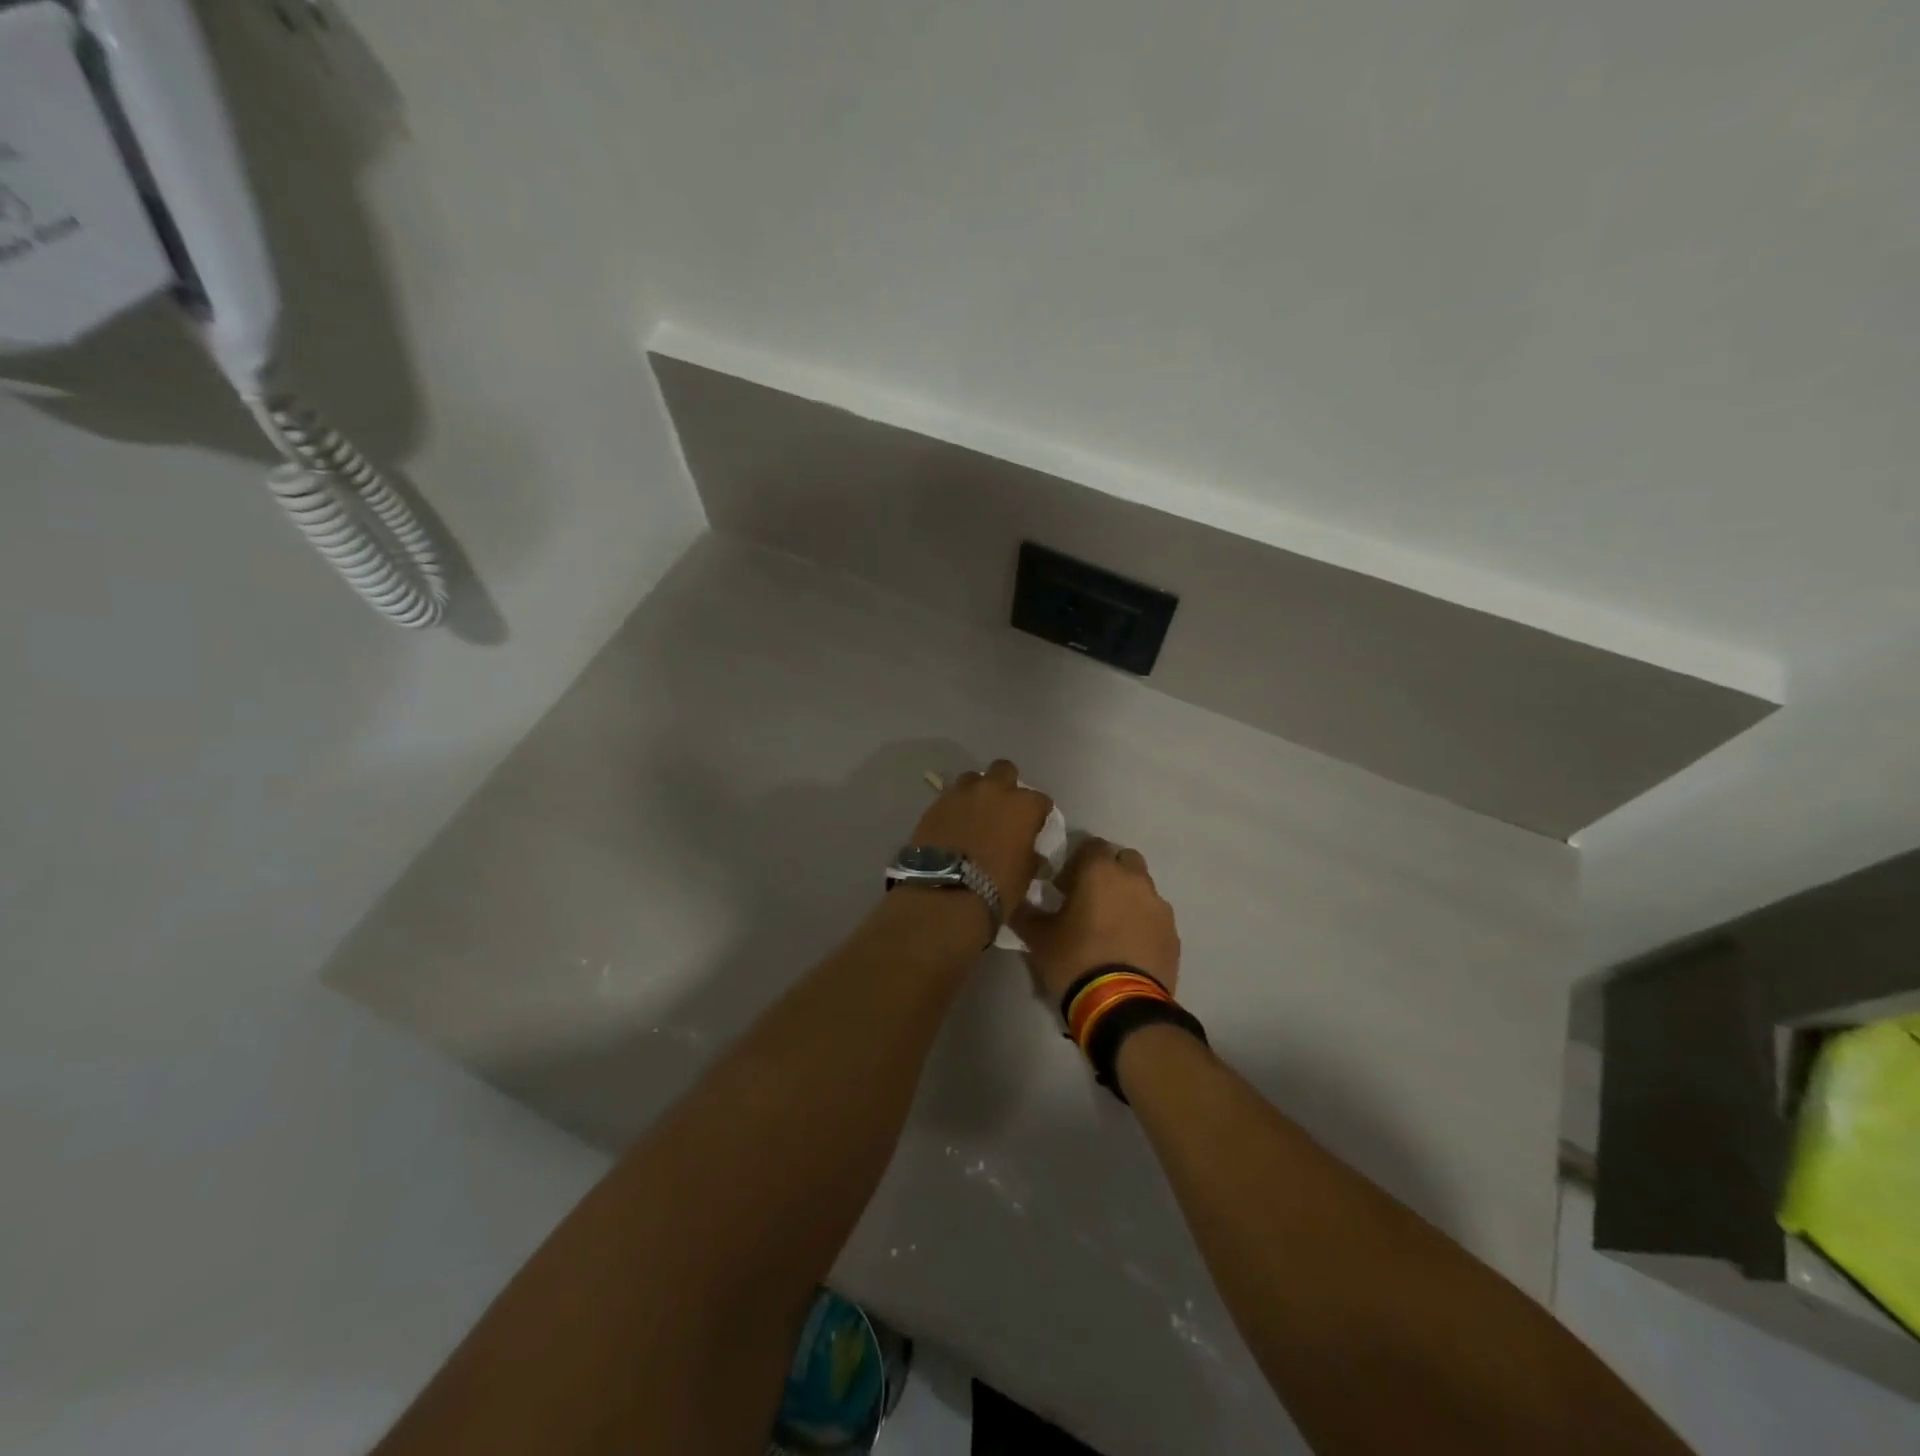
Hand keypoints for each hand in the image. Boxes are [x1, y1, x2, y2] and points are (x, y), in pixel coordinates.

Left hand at [909, 759, 1053, 912]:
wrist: (945, 892)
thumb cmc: (996, 886)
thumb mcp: (1025, 873)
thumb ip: (1029, 853)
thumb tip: (1028, 850)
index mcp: (1023, 806)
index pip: (1040, 799)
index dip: (1037, 812)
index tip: (1034, 825)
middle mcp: (994, 790)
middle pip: (1004, 770)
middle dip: (1006, 785)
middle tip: (1002, 807)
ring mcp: (962, 793)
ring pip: (973, 778)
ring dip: (977, 791)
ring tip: (974, 813)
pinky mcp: (936, 803)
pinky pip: (950, 796)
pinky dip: (955, 806)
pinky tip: (953, 823)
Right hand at [1012, 837, 1180, 1002]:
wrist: (1122, 1006)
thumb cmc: (1075, 961)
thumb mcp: (1038, 938)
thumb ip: (1026, 912)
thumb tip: (1017, 899)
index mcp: (1100, 871)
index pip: (1090, 845)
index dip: (1075, 862)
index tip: (1063, 886)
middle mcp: (1134, 880)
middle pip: (1123, 860)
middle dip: (1108, 873)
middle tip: (1088, 899)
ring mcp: (1159, 906)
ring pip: (1142, 888)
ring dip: (1127, 897)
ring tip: (1109, 927)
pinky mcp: (1173, 934)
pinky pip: (1154, 917)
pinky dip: (1142, 923)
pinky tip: (1127, 947)